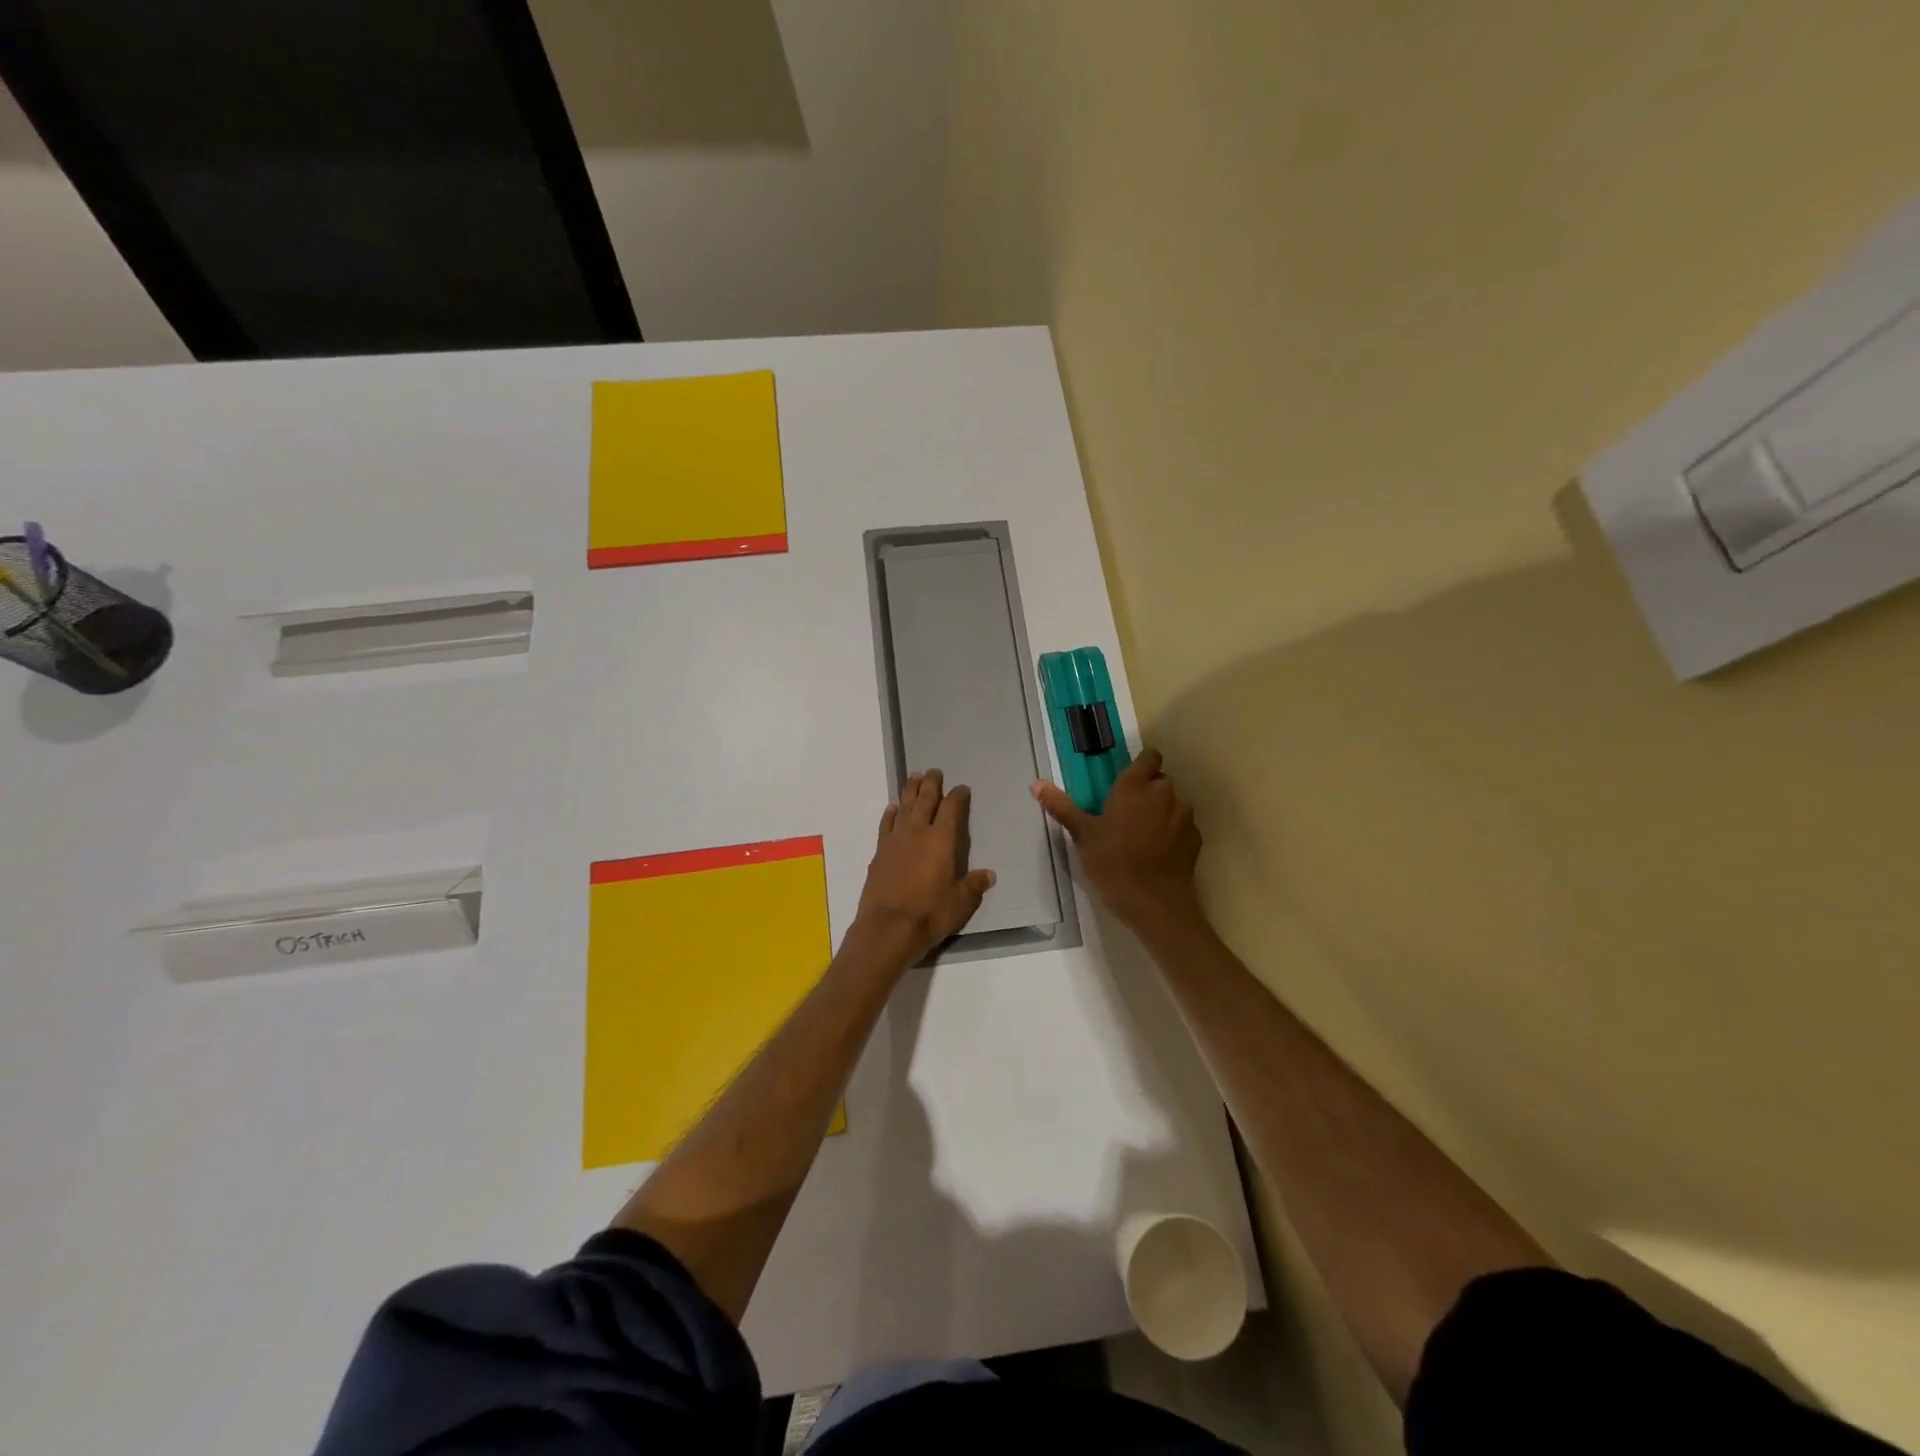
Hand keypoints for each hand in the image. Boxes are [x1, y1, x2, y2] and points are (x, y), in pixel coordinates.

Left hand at [852, 769, 996, 967]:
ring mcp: (895, 840)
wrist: (887, 928)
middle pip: (925, 800)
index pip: (952, 809)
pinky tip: (892, 809)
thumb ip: (974, 885)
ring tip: (914, 778)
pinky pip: (886, 825)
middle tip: (934, 771)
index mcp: (941, 840)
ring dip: (910, 791)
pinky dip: (890, 814)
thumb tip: (989, 874)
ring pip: (904, 807)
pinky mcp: (879, 853)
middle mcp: (917, 832)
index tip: (962, 788)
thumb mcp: (961, 902)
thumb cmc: (930, 914)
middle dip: (931, 784)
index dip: (958, 796)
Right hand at [1032, 749, 1202, 932]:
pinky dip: (1174, 833)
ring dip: (1163, 811)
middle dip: (1149, 790)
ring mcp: (1183, 816)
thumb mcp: (1082, 835)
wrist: (1153, 902)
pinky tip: (1160, 852)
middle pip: (1161, 780)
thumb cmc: (1112, 863)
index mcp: (1134, 786)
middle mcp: (1163, 794)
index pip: (1149, 757)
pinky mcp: (1195, 839)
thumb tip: (1036, 784)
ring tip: (1144, 834)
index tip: (1128, 780)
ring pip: (1175, 803)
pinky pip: (1184, 826)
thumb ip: (1062, 806)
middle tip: (1128, 812)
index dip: (1141, 765)